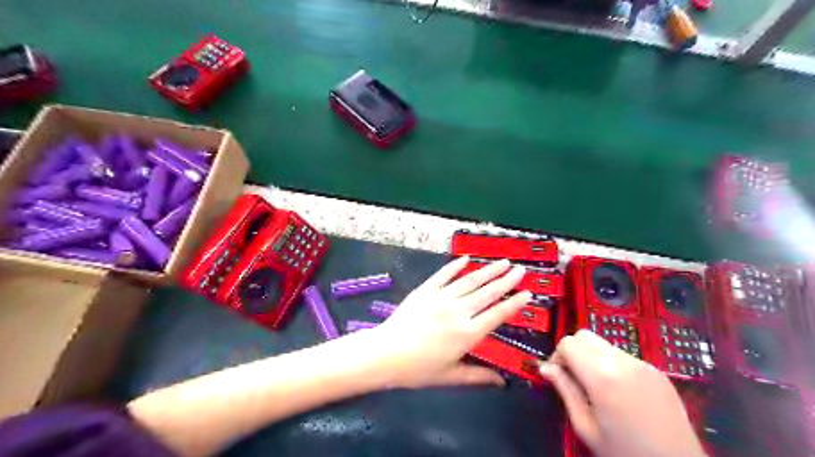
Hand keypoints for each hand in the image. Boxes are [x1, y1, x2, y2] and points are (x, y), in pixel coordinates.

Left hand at [364, 257, 532, 388]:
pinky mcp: (425, 290)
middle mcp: (459, 311)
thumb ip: (478, 376)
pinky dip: (455, 266)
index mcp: (468, 333)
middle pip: (488, 292)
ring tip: (502, 261)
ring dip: (488, 270)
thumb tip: (501, 382)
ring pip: (470, 280)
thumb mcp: (451, 376)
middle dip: (506, 280)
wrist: (386, 353)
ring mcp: (441, 298)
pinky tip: (466, 259)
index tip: (527, 292)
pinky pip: (443, 275)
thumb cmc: (418, 369)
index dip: (515, 303)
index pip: (498, 314)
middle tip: (520, 269)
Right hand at [540, 330, 703, 456]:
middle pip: (585, 336)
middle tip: (573, 377)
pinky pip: (624, 356)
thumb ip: (565, 391)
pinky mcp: (657, 371)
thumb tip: (545, 368)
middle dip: (573, 351)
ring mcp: (643, 365)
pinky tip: (619, 391)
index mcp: (602, 376)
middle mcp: (623, 362)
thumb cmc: (624, 453)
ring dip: (592, 357)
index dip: (557, 356)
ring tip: (597, 387)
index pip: (568, 343)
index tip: (557, 375)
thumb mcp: (585, 426)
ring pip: (604, 344)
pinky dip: (612, 364)